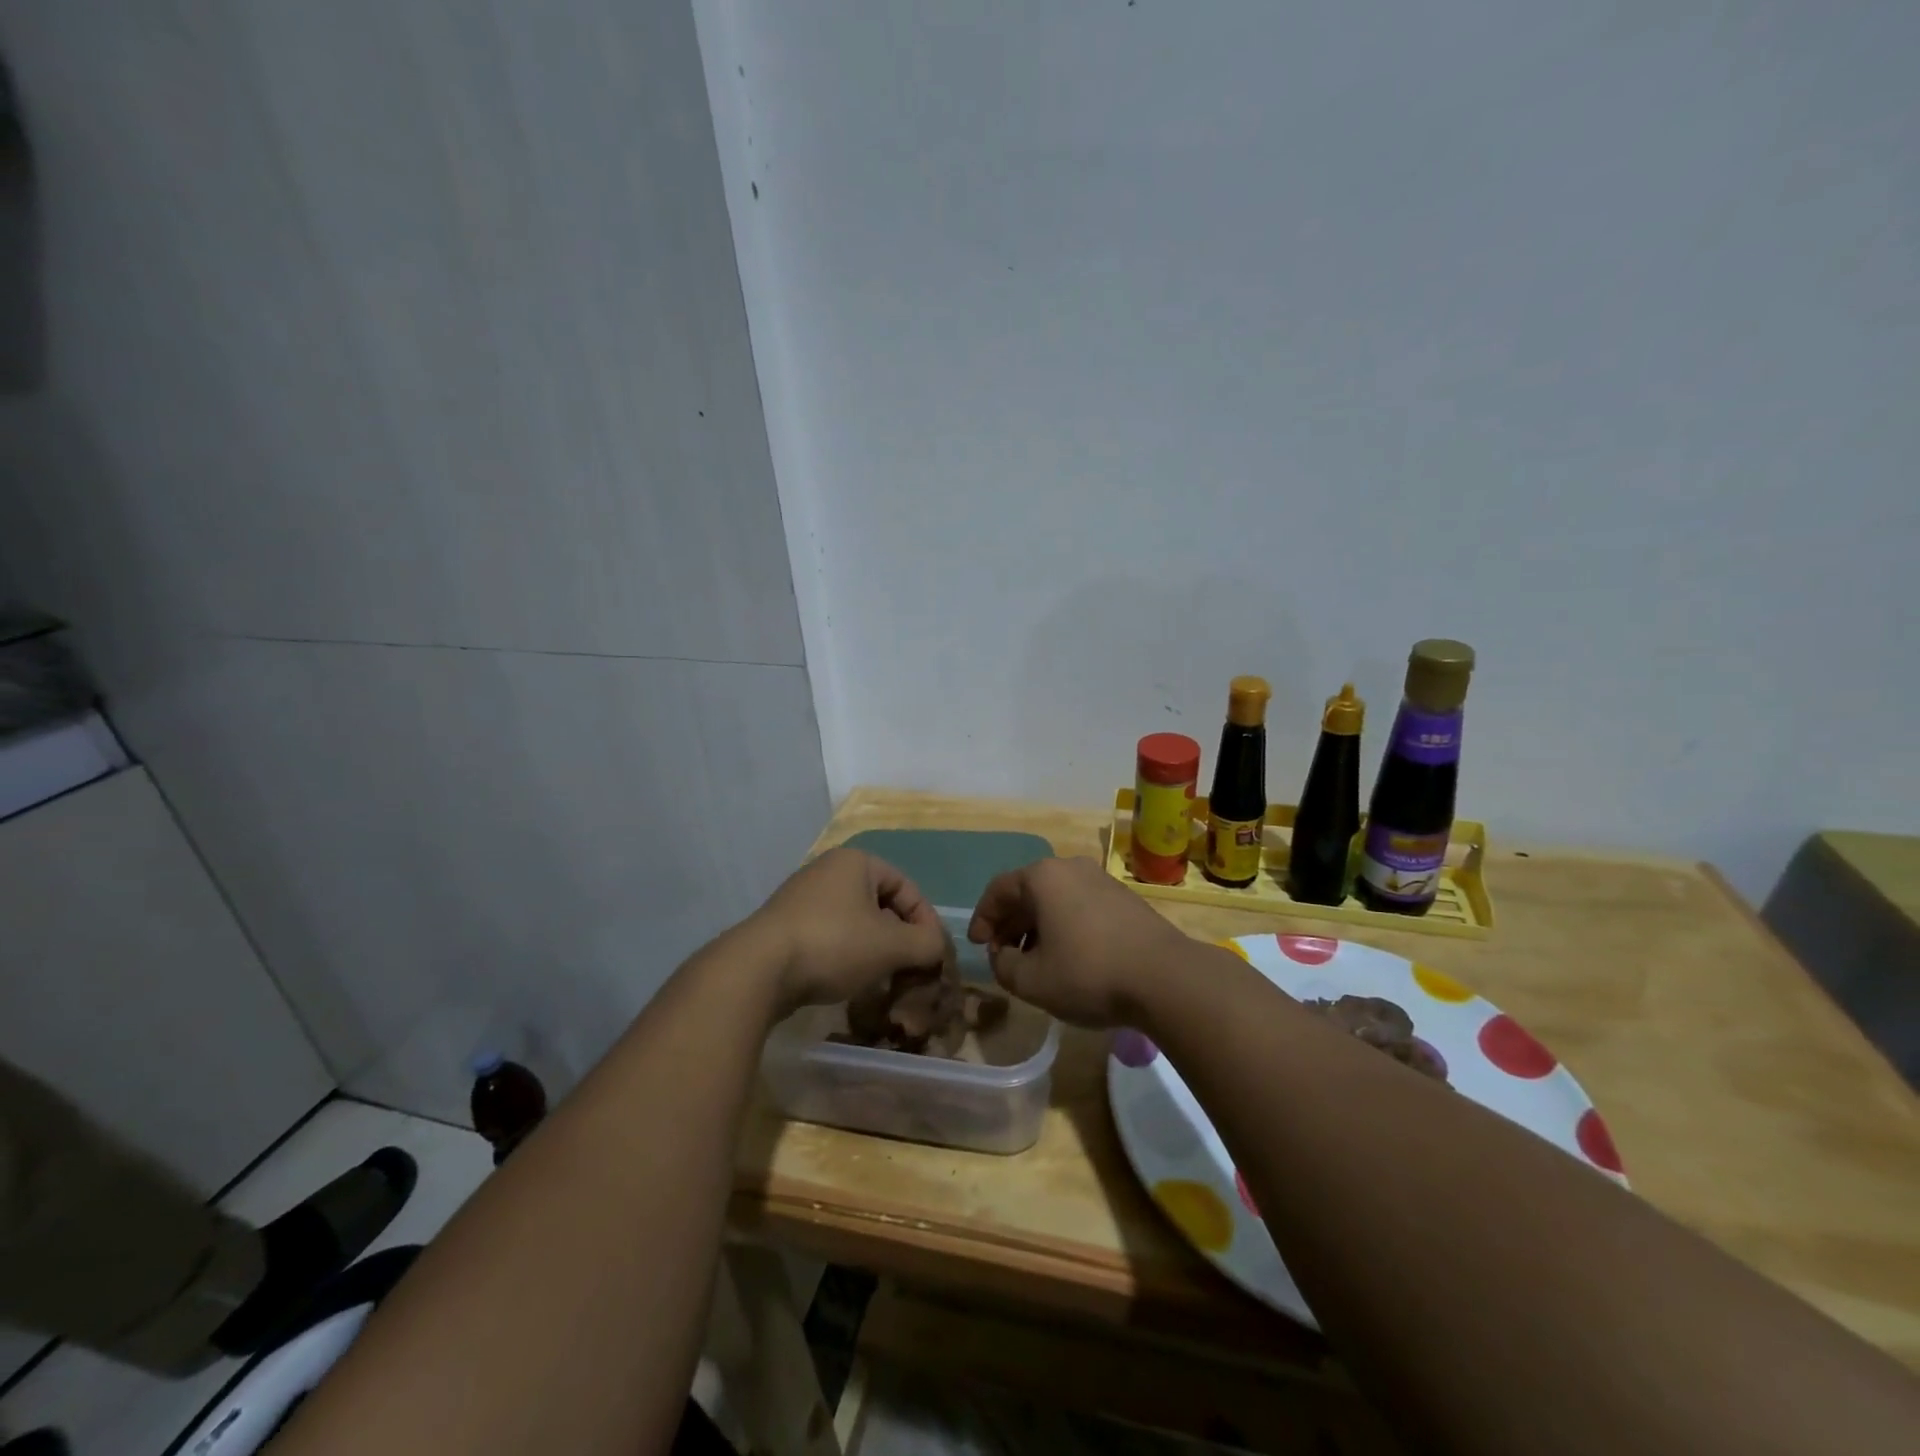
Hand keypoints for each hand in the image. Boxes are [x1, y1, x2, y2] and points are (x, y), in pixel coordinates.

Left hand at [750, 848, 950, 1013]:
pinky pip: (829, 935)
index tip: (933, 954)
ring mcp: (802, 897)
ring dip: (874, 949)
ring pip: (855, 921)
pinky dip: (846, 955)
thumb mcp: (891, 945)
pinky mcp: (785, 925)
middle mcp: (828, 870)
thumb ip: (926, 943)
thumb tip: (936, 947)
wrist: (758, 969)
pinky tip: (848, 980)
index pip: (907, 886)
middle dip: (900, 937)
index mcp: (856, 862)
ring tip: (882, 978)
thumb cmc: (834, 944)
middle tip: (910, 968)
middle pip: (881, 904)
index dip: (926, 920)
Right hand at [967, 857, 1190, 1026]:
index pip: (998, 890)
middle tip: (1002, 954)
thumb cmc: (1088, 973)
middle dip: (1010, 924)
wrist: (1165, 978)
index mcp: (1042, 877)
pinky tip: (1069, 957)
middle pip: (1028, 892)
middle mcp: (1071, 868)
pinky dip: (1065, 927)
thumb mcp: (1031, 980)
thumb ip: (1003, 966)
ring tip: (1035, 961)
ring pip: (1056, 900)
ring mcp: (1101, 880)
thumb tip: (1003, 955)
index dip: (982, 918)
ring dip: (1038, 927)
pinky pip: (1081, 906)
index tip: (977, 946)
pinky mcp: (1125, 899)